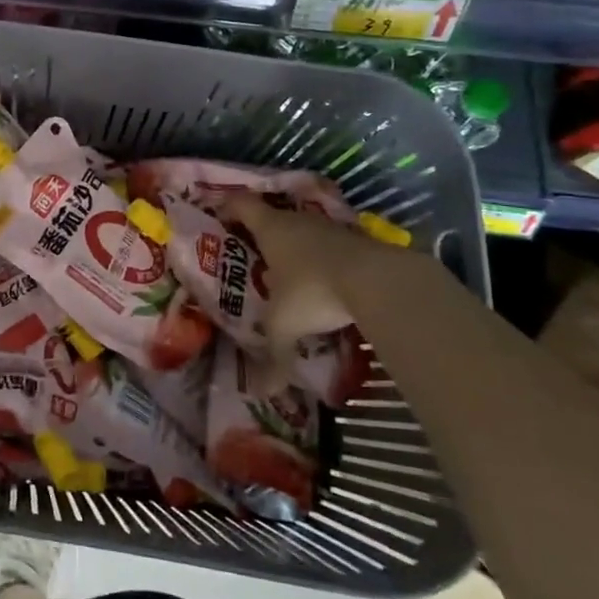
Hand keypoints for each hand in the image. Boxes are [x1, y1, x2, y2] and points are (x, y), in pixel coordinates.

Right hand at [220, 195, 414, 351]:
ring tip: (289, 270)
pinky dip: (325, 259)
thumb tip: (263, 393)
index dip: (228, 208)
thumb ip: (274, 356)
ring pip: (305, 231)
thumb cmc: (314, 291)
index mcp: (270, 229)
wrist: (379, 281)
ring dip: (297, 247)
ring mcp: (330, 228)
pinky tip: (326, 281)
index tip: (218, 216)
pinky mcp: (358, 241)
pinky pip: (332, 246)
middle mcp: (297, 221)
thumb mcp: (286, 325)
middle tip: (251, 252)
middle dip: (262, 234)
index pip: (241, 205)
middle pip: (273, 217)